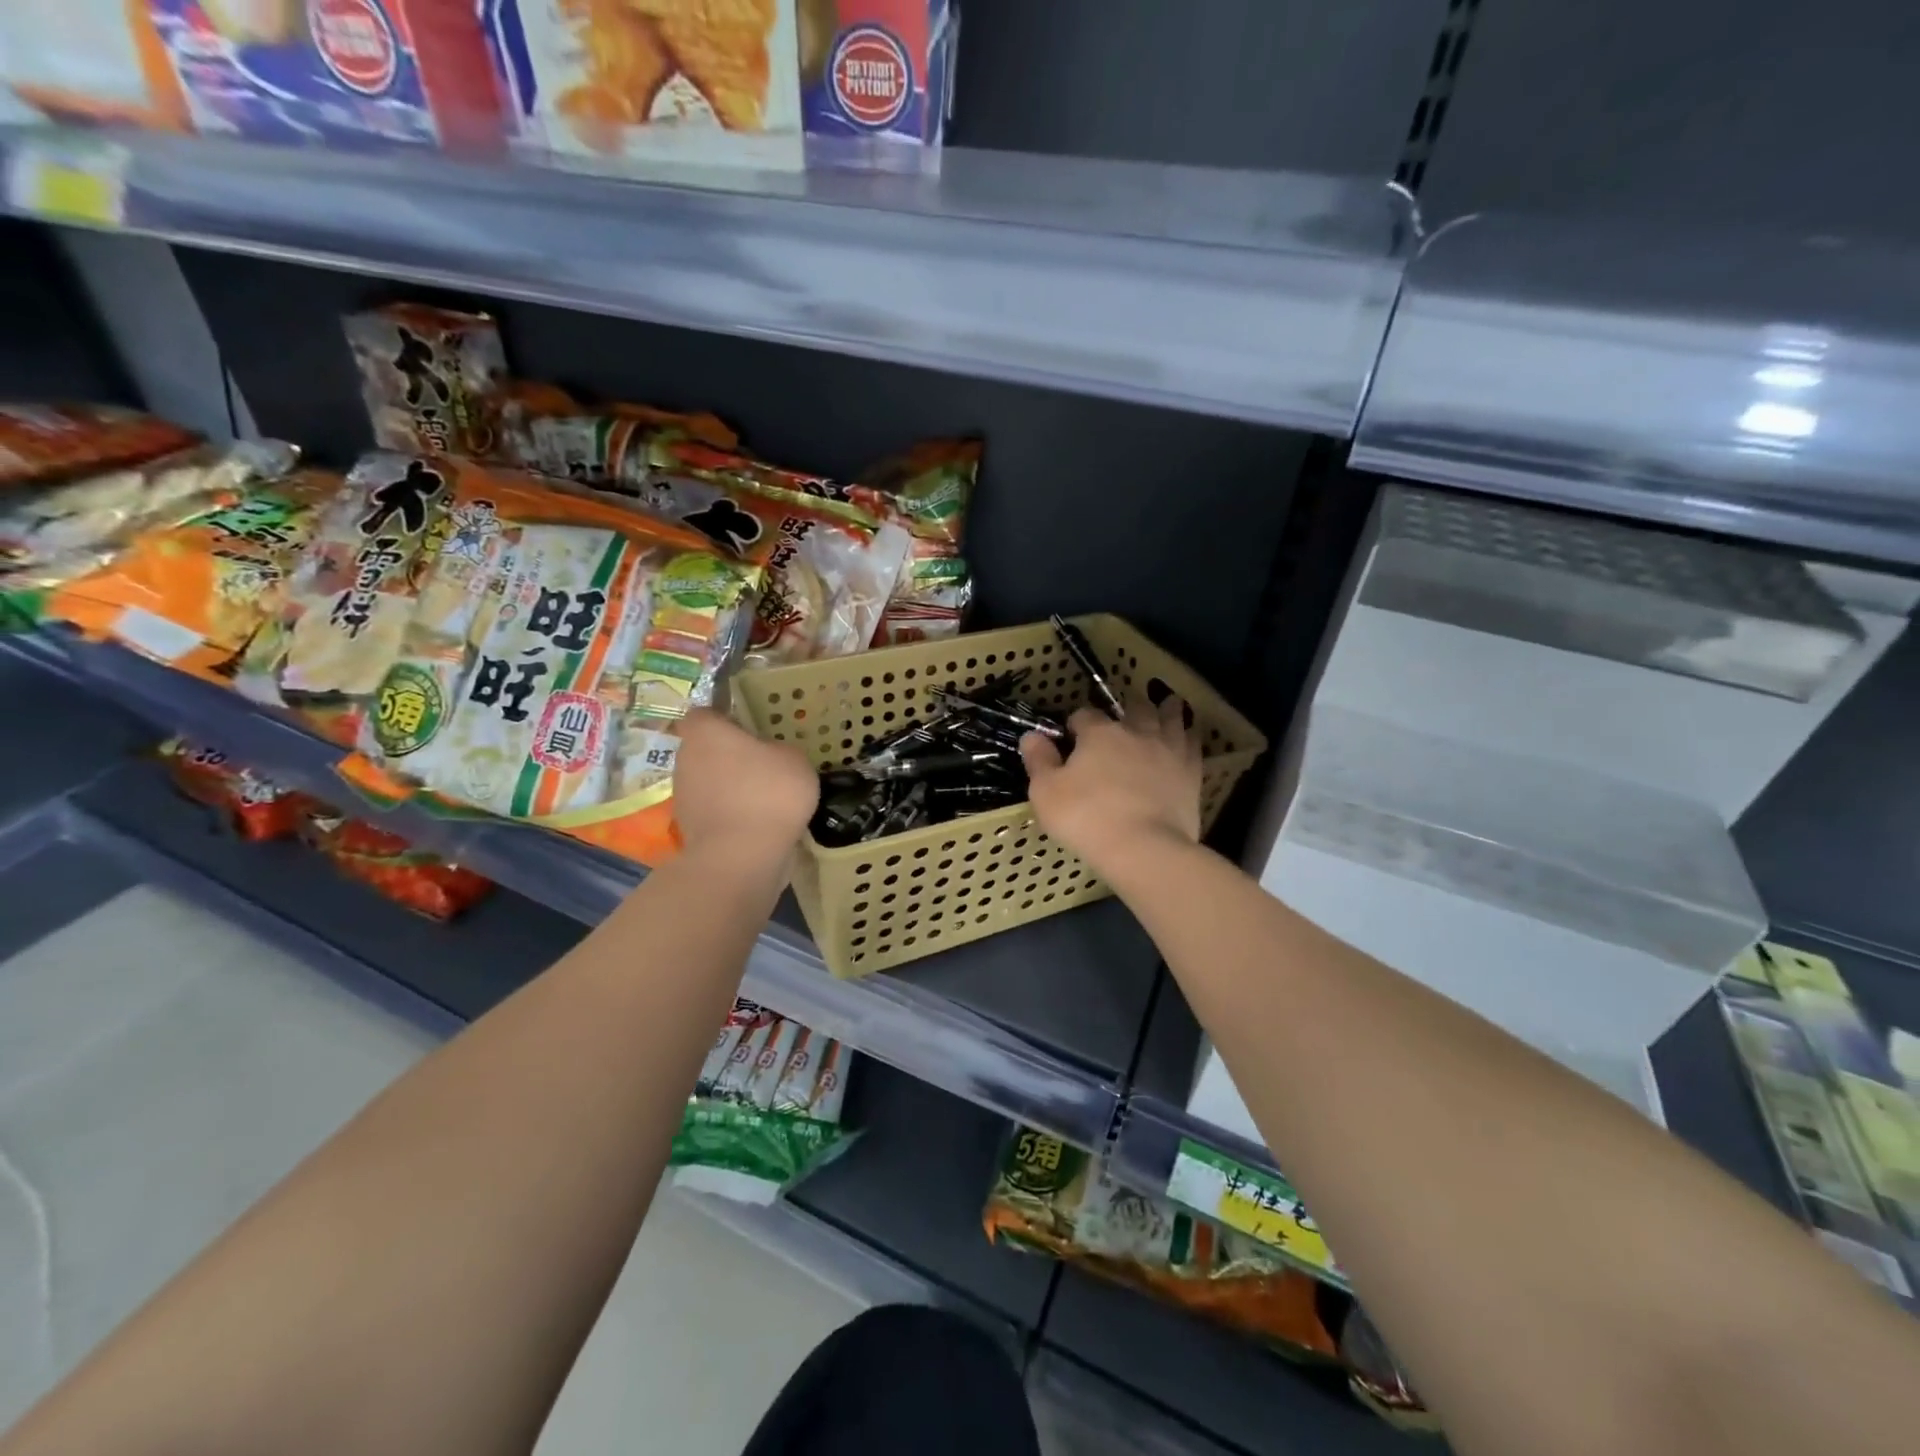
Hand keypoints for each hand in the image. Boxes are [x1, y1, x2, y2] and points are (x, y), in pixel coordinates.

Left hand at [672, 709, 818, 869]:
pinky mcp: (688, 828)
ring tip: (762, 800)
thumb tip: (770, 756)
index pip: (704, 714)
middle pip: (704, 749)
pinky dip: (729, 815)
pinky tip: (756, 825)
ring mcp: (683, 796)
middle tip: (762, 765)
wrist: (741, 858)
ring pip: (707, 781)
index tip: (747, 730)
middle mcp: (686, 759)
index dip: (723, 719)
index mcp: (706, 733)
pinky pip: (713, 811)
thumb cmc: (768, 794)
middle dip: (728, 756)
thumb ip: (779, 750)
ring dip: (728, 787)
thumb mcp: (794, 760)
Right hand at [1020, 698, 1202, 881]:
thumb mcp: (1047, 792)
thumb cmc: (1087, 818)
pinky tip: (1189, 734)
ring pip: (1170, 718)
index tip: (1072, 736)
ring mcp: (1168, 750)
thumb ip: (1039, 761)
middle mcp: (1136, 732)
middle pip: (1134, 707)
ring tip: (1166, 703)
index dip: (1076, 723)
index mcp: (1099, 733)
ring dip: (1166, 709)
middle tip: (1124, 711)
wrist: (1144, 848)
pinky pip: (1193, 744)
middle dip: (1127, 706)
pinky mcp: (1191, 773)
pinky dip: (1189, 734)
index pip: (1084, 715)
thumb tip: (1031, 736)